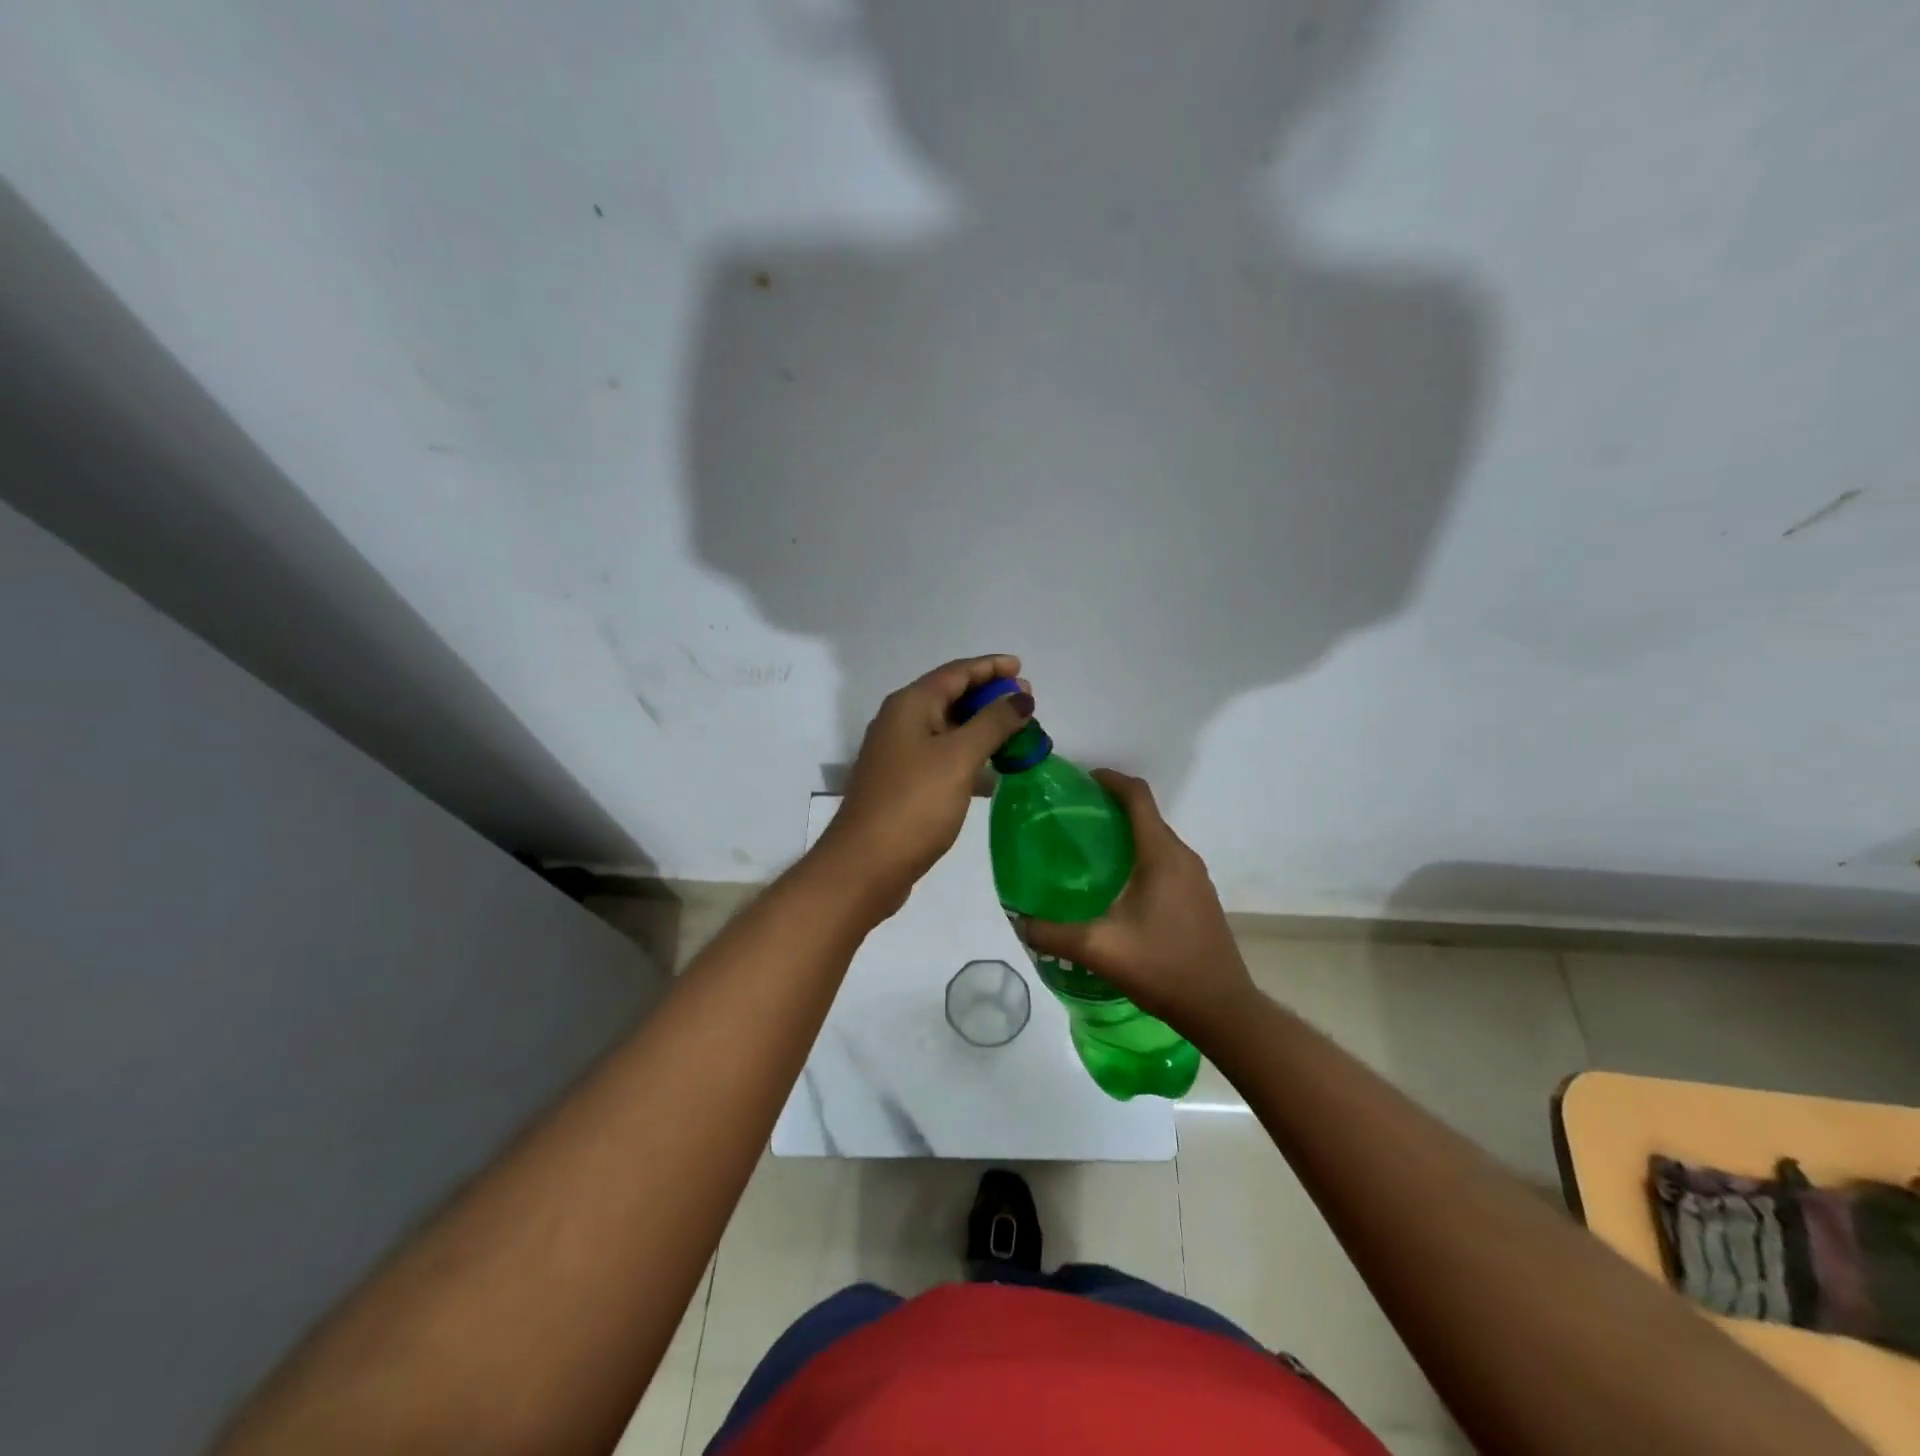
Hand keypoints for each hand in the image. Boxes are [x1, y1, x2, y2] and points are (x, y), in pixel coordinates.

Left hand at [815, 654, 1033, 915]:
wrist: (866, 865)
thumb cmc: (914, 803)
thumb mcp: (959, 757)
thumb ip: (993, 723)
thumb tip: (1020, 696)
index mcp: (910, 705)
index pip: (956, 672)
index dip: (990, 667)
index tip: (1022, 668)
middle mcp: (900, 722)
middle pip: (950, 696)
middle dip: (988, 696)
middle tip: (1026, 704)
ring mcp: (899, 754)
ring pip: (947, 728)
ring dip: (981, 727)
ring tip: (1017, 734)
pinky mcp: (903, 784)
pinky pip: (942, 756)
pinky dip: (968, 756)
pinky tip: (993, 771)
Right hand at [1022, 770, 1256, 1037]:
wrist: (1222, 1010)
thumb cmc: (1163, 968)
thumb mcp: (1099, 950)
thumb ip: (1053, 933)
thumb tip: (1019, 921)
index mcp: (1161, 855)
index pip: (1137, 796)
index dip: (1109, 780)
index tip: (1079, 781)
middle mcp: (1183, 857)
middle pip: (1145, 815)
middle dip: (1109, 808)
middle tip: (1069, 820)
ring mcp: (1195, 878)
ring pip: (1155, 839)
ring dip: (1124, 834)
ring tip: (1085, 852)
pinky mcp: (1198, 897)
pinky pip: (1164, 861)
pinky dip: (1138, 857)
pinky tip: (1114, 887)